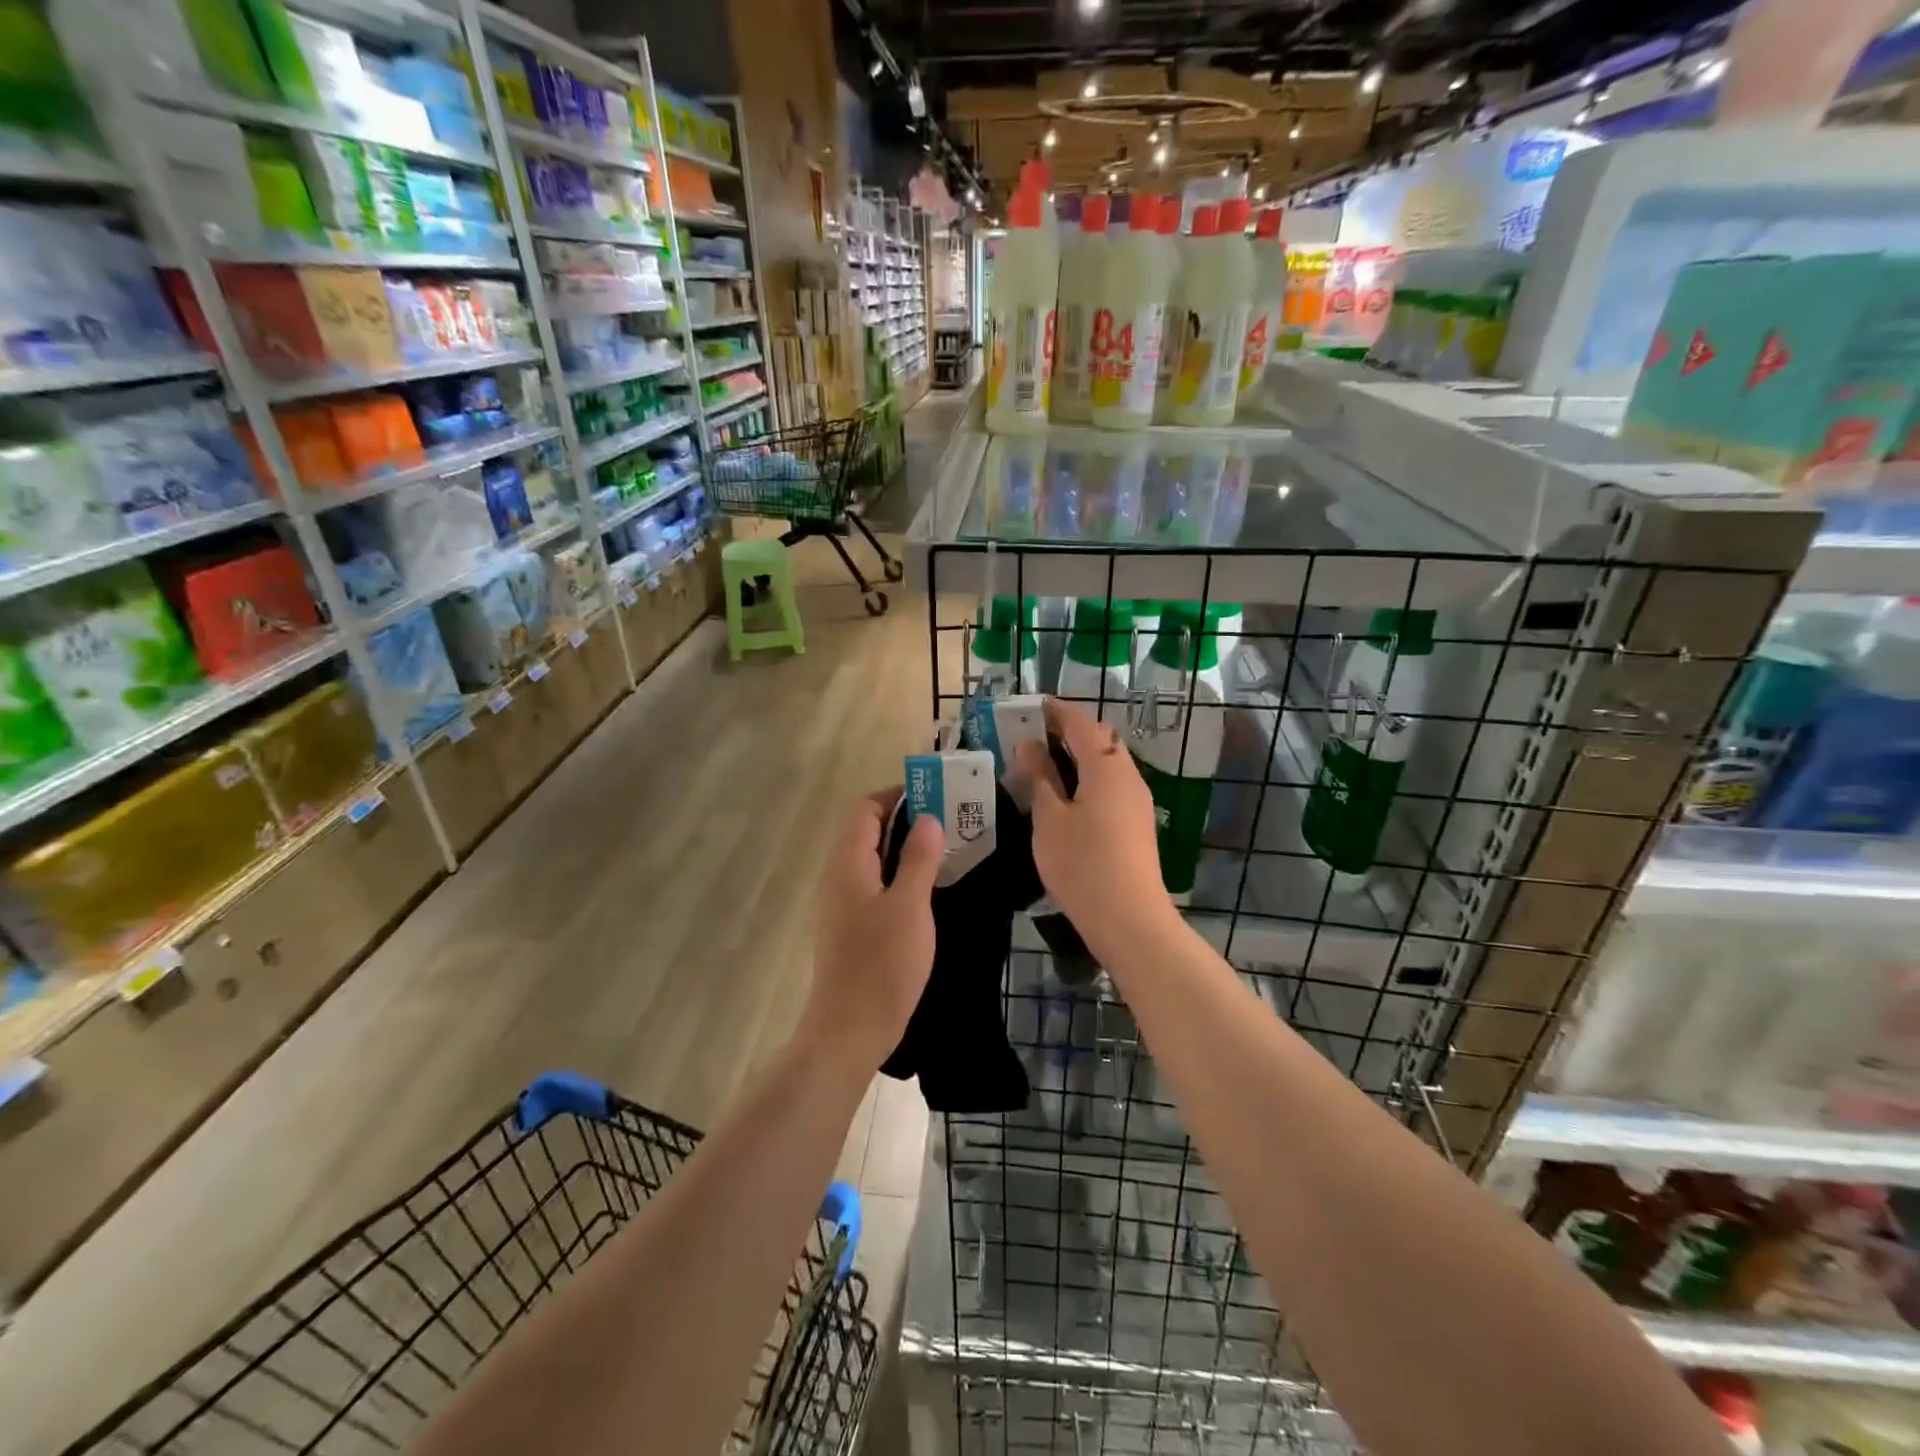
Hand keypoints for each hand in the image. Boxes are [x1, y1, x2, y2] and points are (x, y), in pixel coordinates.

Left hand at [802, 791, 943, 1071]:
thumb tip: (928, 818)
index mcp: (847, 863)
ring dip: (904, 849)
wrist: (850, 1030)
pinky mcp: (851, 927)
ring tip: (945, 852)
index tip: (935, 798)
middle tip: (948, 823)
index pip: (864, 808)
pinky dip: (899, 876)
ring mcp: (842, 903)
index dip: (896, 796)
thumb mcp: (909, 906)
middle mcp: (838, 876)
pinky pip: (874, 885)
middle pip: (867, 831)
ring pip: (872, 859)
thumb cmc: (881, 964)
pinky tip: (928, 890)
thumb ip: (918, 859)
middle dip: (906, 821)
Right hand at [1016, 697, 1179, 955]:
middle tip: (1037, 734)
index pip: (1082, 724)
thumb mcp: (1049, 819)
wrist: (1129, 919)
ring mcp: (1137, 802)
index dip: (1058, 711)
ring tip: (1047, 763)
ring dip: (1081, 756)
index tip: (1034, 706)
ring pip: (1108, 764)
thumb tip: (1030, 745)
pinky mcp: (1137, 824)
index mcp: (1107, 767)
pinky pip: (1112, 785)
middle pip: (1101, 740)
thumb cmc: (1082, 864)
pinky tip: (1068, 795)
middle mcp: (1128, 776)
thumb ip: (1040, 778)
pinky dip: (1089, 778)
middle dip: (1071, 731)